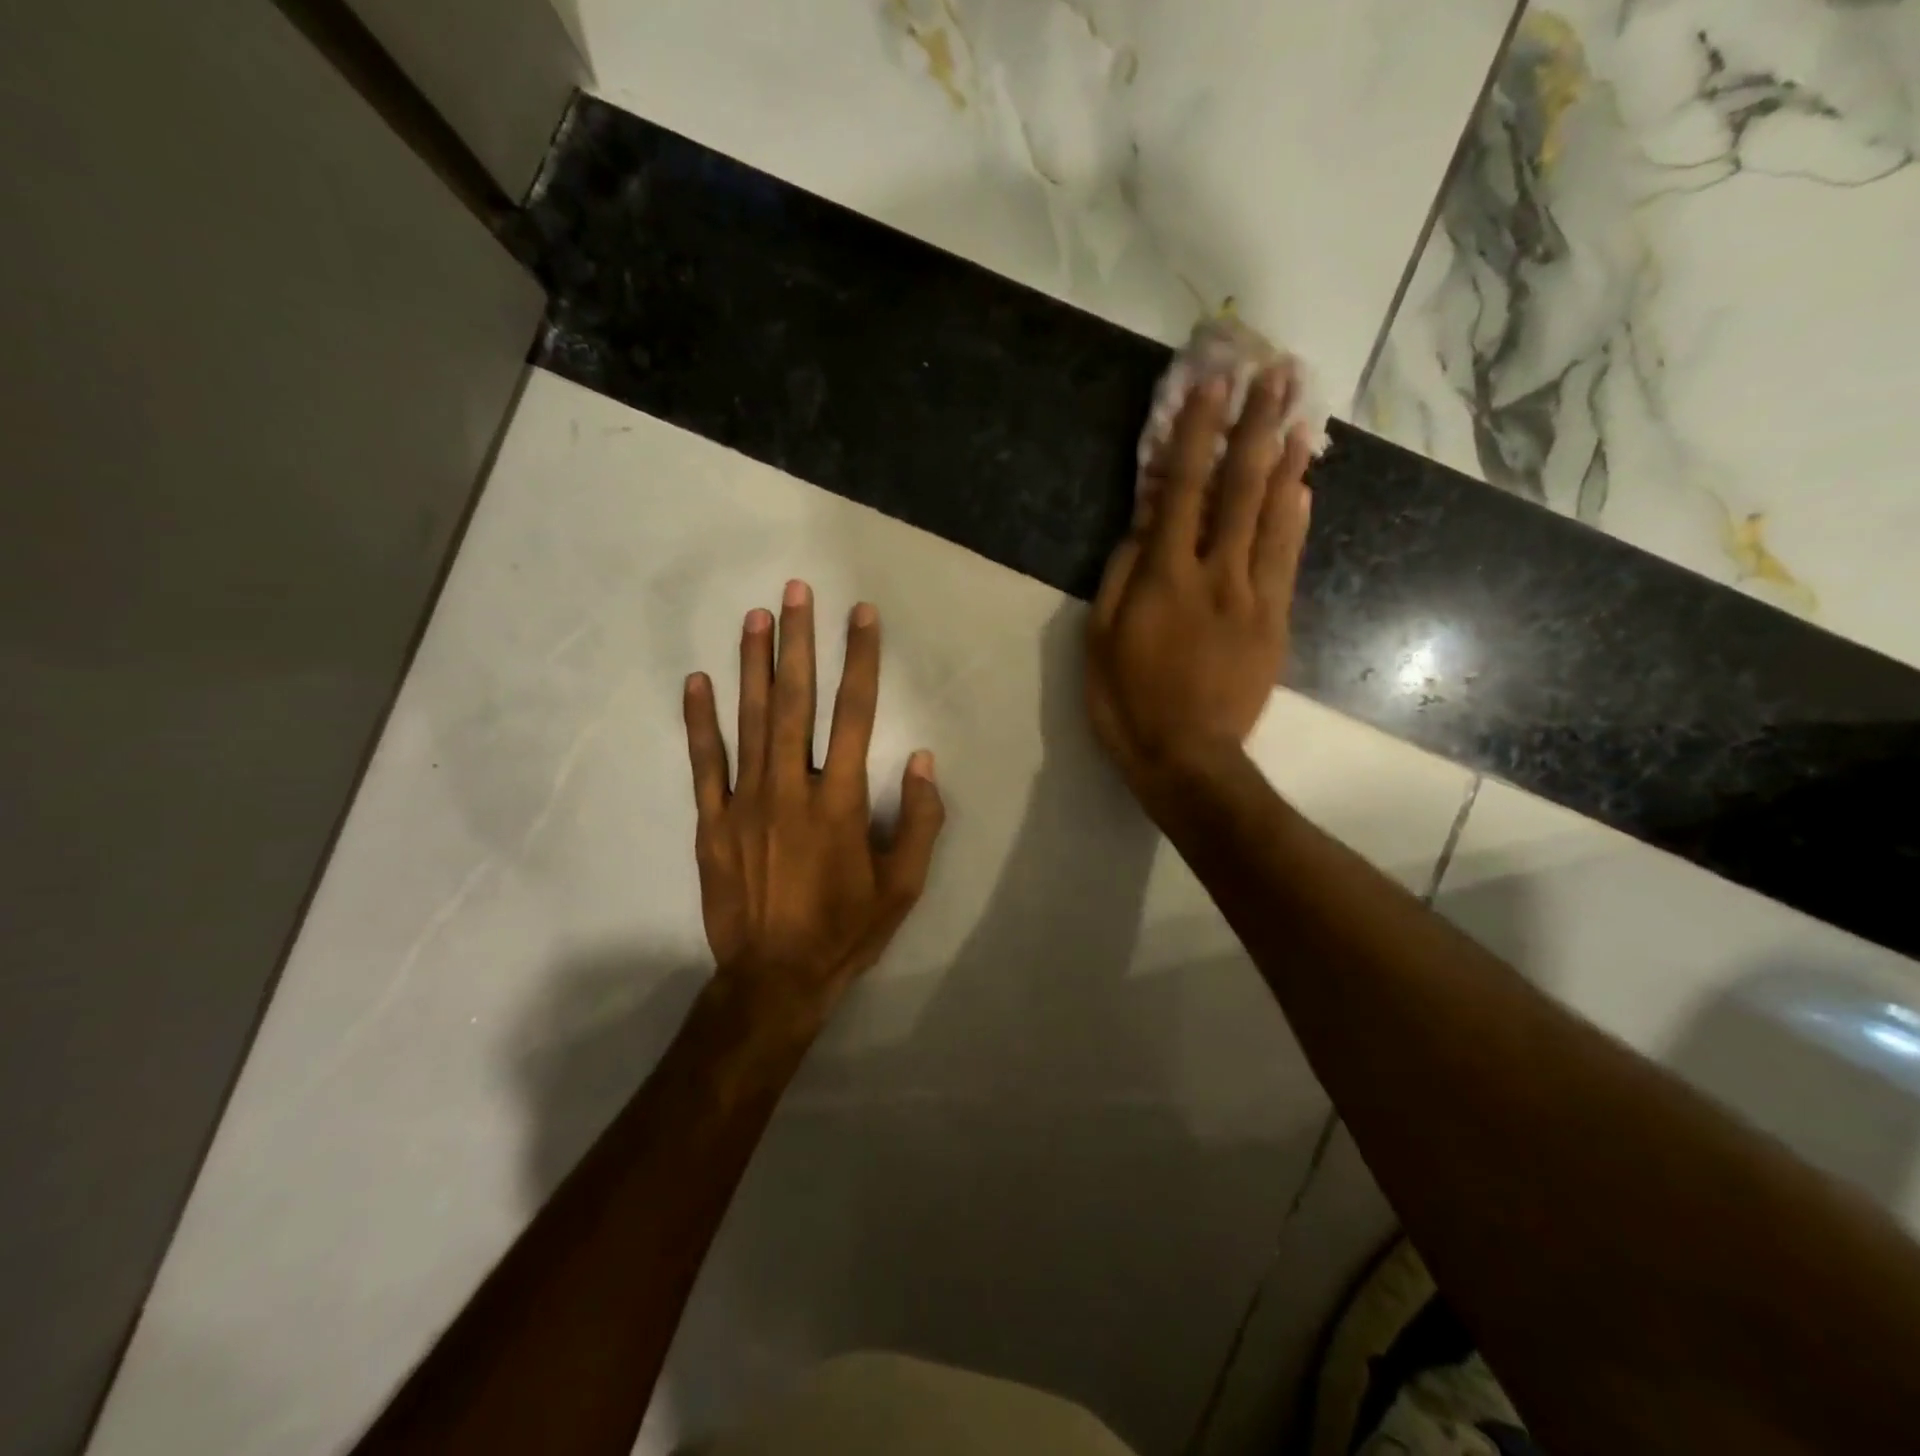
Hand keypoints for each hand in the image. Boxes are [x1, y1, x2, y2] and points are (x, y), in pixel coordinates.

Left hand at [683, 581, 944, 1029]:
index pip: (856, 713)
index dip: (861, 659)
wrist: (773, 979)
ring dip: (754, 664)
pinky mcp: (711, 823)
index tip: (861, 615)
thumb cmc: (845, 931)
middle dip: (800, 641)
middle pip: (796, 701)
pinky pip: (704, 763)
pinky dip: (701, 721)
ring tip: (756, 616)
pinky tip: (698, 681)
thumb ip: (921, 821)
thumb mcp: (903, 887)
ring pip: (750, 720)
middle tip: (797, 591)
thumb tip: (923, 760)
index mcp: (841, 802)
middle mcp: (791, 788)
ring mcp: (745, 803)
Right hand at [1087, 363, 1314, 802]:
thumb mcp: (1101, 640)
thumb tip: (1143, 526)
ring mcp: (1254, 597)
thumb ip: (1122, 576)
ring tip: (1299, 415)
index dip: (1195, 434)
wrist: (1188, 757)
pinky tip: (1302, 489)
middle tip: (1273, 376)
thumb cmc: (1128, 701)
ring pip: (1273, 518)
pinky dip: (1296, 520)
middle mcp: (1216, 574)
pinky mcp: (1276, 622)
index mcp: (1165, 577)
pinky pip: (1288, 561)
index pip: (1182, 489)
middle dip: (1254, 428)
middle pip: (1239, 489)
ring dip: (1285, 462)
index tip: (1209, 385)